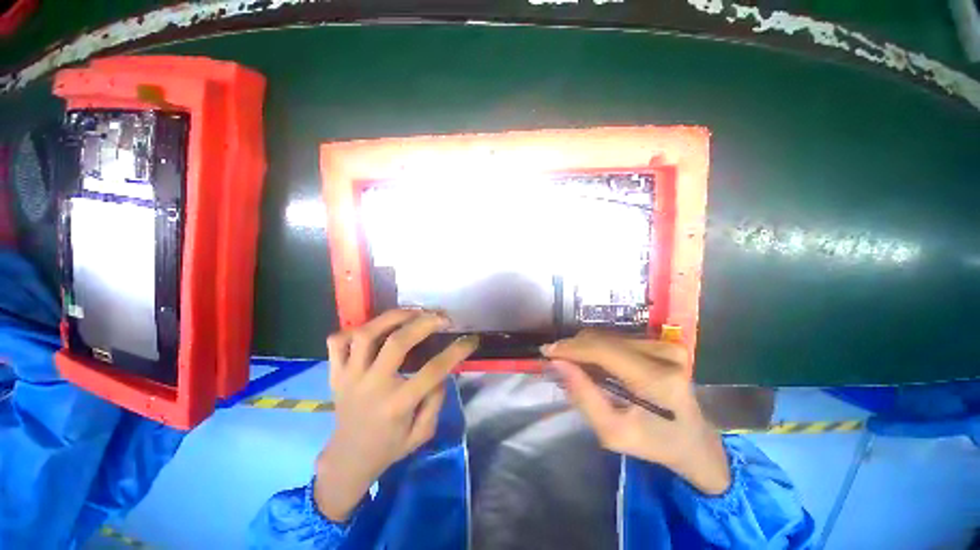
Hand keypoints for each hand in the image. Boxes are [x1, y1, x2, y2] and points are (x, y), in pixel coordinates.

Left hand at [314, 310, 478, 520]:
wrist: (347, 459)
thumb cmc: (389, 447)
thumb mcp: (422, 433)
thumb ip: (435, 401)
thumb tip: (441, 371)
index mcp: (397, 405)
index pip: (433, 371)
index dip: (456, 351)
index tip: (471, 340)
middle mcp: (372, 386)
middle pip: (397, 343)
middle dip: (424, 323)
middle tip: (442, 317)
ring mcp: (349, 377)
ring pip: (365, 335)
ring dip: (392, 317)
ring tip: (412, 312)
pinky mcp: (335, 373)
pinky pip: (337, 342)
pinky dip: (354, 330)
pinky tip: (374, 329)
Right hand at [542, 331, 730, 494]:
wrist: (694, 440)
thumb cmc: (654, 443)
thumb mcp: (612, 432)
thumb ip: (583, 396)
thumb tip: (557, 363)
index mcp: (657, 381)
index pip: (603, 350)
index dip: (571, 348)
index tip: (547, 352)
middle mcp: (665, 354)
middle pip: (603, 339)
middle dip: (574, 348)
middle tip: (557, 361)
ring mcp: (667, 345)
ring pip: (608, 336)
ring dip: (586, 348)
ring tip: (577, 365)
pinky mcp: (665, 342)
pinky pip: (618, 338)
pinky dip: (600, 348)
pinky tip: (597, 363)